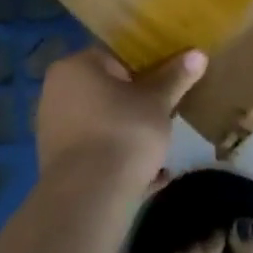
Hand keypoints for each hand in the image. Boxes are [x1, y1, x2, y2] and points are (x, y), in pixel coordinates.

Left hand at [35, 45, 206, 198]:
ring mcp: (53, 129)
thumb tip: (198, 54)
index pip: (115, 55)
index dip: (145, 66)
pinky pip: (95, 152)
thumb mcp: (158, 102)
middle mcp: (56, 92)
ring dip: (128, 131)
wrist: (89, 198)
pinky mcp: (57, 164)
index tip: (166, 81)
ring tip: (159, 146)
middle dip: (136, 101)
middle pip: (106, 89)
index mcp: (76, 66)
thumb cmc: (124, 132)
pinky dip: (117, 157)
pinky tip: (148, 175)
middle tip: (164, 112)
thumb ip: (176, 76)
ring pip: (101, 122)